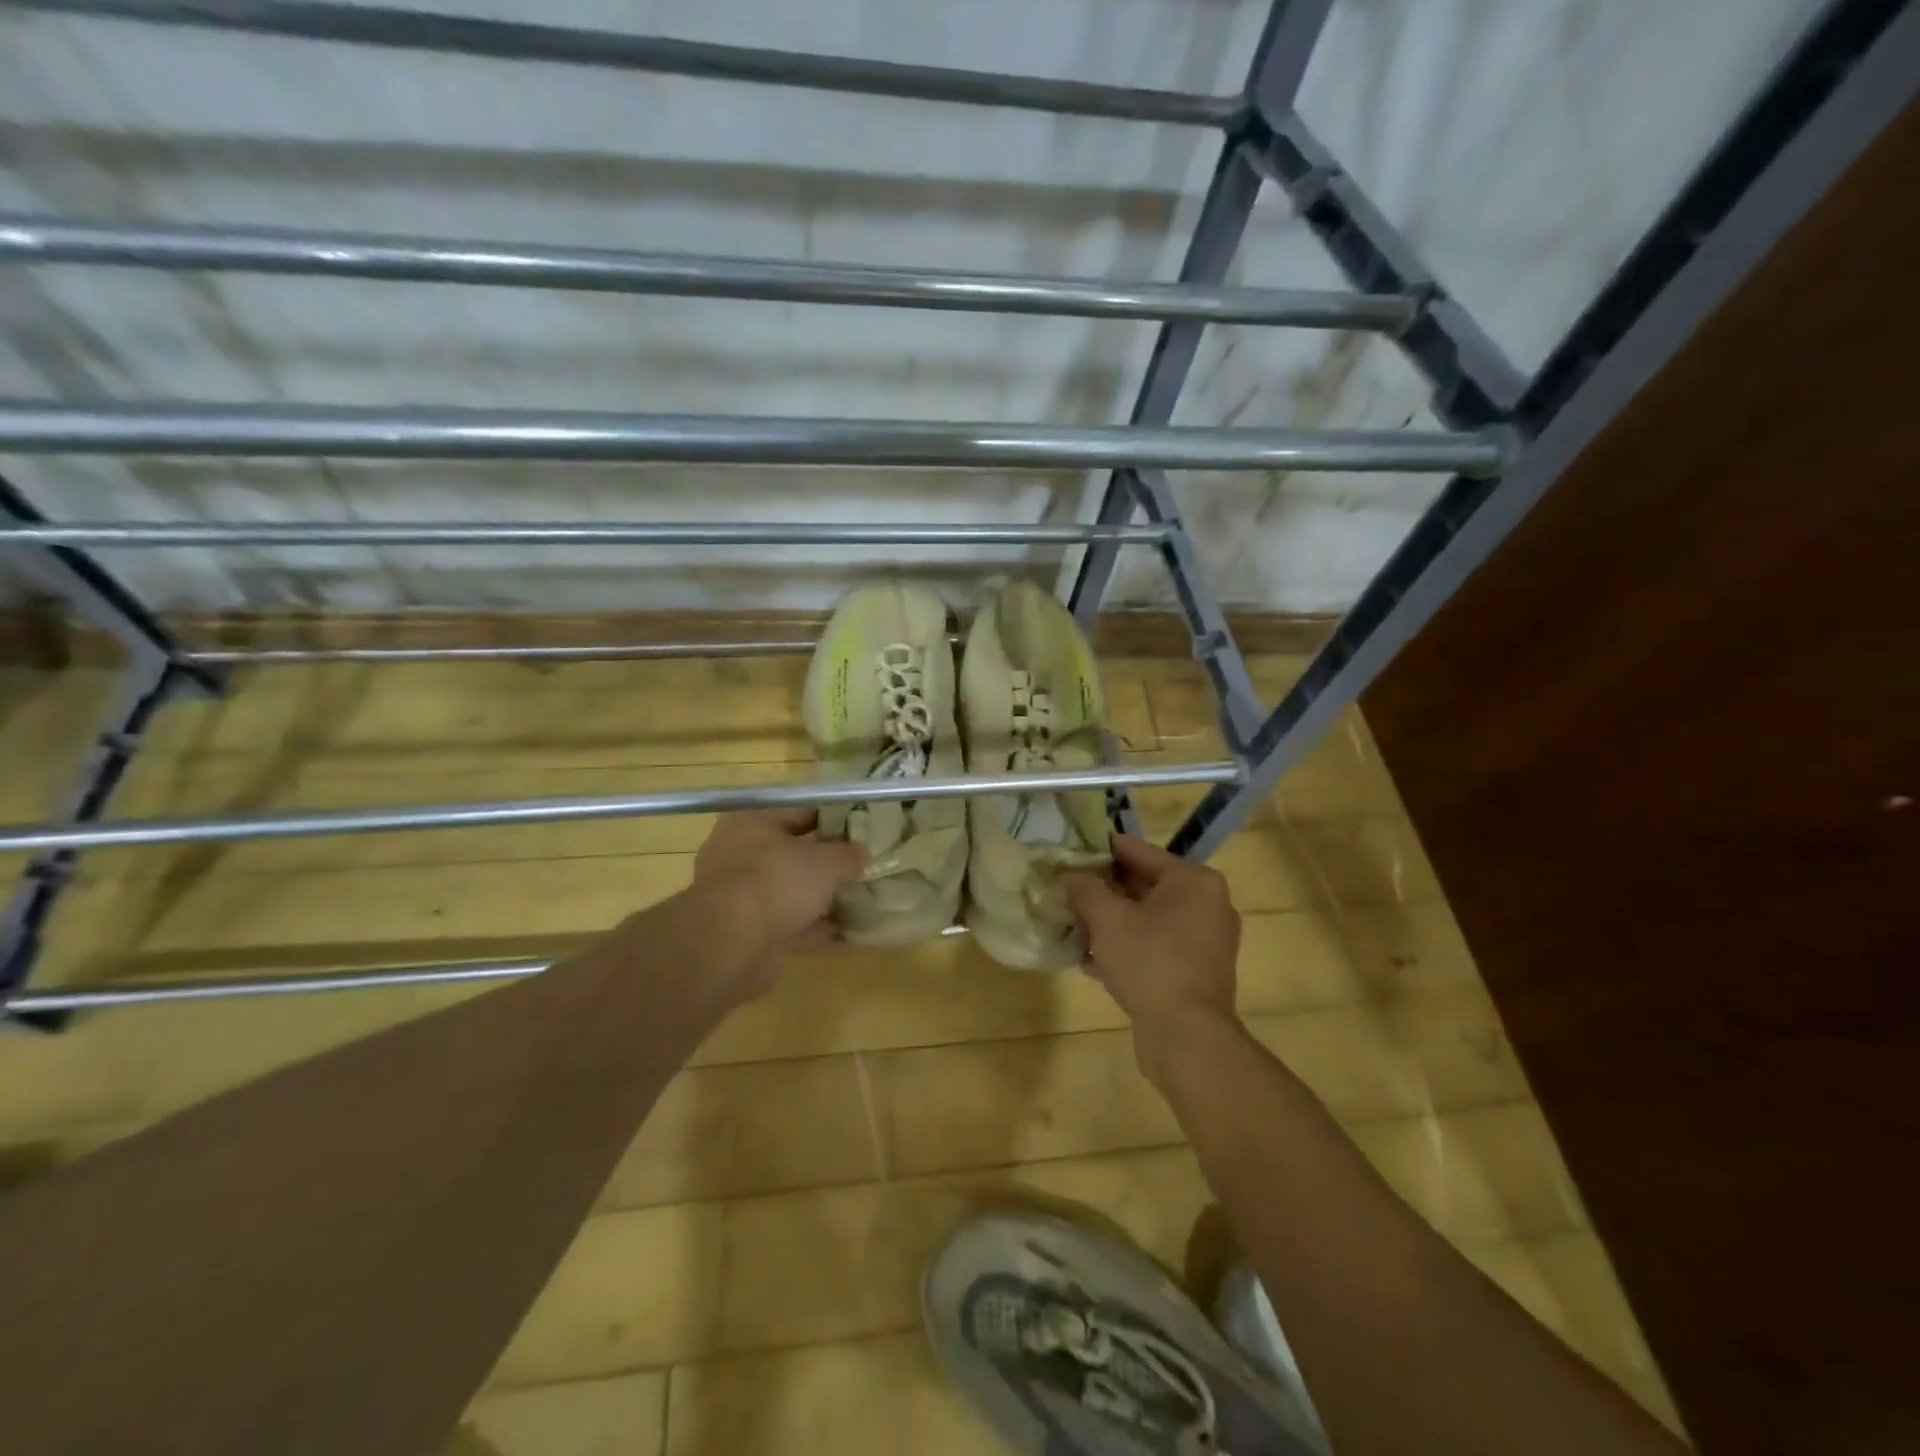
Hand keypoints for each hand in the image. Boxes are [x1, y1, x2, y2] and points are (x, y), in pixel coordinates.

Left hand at [690, 807, 869, 999]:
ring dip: (820, 898)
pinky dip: (812, 927)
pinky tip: (845, 935)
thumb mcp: (826, 862)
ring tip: (859, 901)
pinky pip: (786, 922)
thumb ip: (848, 855)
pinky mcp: (744, 930)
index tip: (862, 832)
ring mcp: (739, 894)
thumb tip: (862, 853)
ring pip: (789, 890)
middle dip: (827, 862)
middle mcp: (739, 852)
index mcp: (752, 821)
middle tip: (862, 867)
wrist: (731, 945)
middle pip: (793, 852)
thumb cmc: (777, 882)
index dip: (834, 820)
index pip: (800, 811)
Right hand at [1063, 834, 1240, 1083]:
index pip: (1139, 852)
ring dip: (1111, 922)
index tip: (1071, 849)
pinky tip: (1090, 960)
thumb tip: (1070, 875)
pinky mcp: (1196, 972)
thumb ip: (1085, 888)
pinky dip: (1126, 948)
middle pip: (1144, 885)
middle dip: (1104, 890)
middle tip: (1067, 888)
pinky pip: (1155, 947)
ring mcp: (1205, 942)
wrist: (1187, 1038)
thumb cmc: (1150, 963)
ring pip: (1147, 919)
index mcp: (1194, 881)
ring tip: (1073, 923)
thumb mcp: (1108, 919)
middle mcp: (1207, 905)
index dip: (1101, 849)